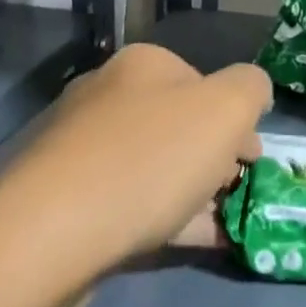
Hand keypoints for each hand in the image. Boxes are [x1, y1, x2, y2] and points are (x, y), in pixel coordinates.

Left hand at [0, 43, 271, 285]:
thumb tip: (252, 91)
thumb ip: (251, 88)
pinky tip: (194, 241)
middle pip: (179, 124)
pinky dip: (167, 217)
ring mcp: (81, 148)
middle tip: (236, 190)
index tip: (253, 158)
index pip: (204, 82)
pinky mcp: (65, 198)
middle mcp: (107, 96)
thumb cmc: (150, 158)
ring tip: (222, 223)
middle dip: (215, 156)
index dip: (237, 119)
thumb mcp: (226, 109)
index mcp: (142, 65)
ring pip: (155, 165)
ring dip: (194, 190)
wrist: (52, 232)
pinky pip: (130, 202)